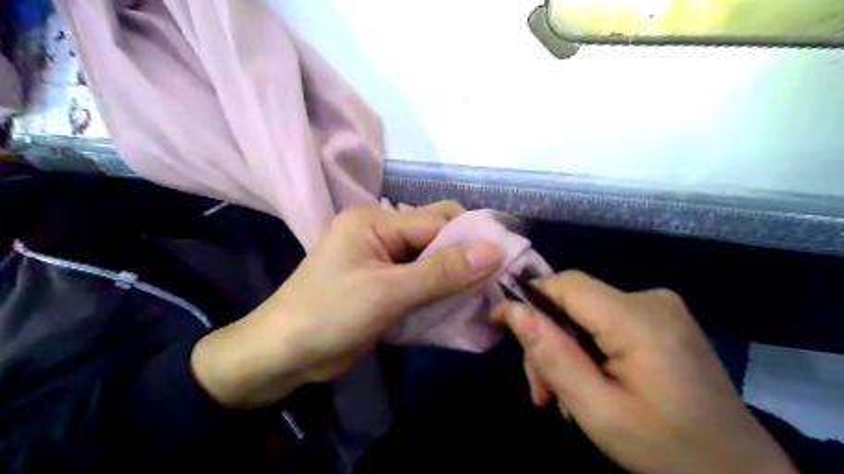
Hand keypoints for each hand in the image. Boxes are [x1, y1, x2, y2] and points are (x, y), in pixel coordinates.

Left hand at [194, 202, 502, 408]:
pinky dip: (441, 291)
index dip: (472, 239)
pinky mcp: (385, 284)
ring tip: (485, 294)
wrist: (282, 356)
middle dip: (465, 256)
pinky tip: (460, 304)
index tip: (506, 260)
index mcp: (375, 220)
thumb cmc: (327, 315)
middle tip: (497, 279)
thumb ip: (440, 272)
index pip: (436, 221)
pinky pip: (421, 280)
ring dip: (455, 276)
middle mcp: (381, 232)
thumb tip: (494, 250)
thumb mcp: (387, 293)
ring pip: (432, 260)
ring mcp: (383, 259)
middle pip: (435, 236)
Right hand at [496, 271, 798, 473]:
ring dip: (565, 349)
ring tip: (562, 398)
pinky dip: (586, 347)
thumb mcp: (598, 412)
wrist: (742, 473)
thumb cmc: (668, 450)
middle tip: (541, 393)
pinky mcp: (660, 318)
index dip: (528, 298)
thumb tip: (512, 310)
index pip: (566, 284)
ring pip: (584, 313)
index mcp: (639, 319)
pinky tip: (589, 382)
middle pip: (572, 302)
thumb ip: (553, 357)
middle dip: (548, 341)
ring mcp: (659, 307)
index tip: (501, 325)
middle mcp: (650, 299)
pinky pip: (604, 320)